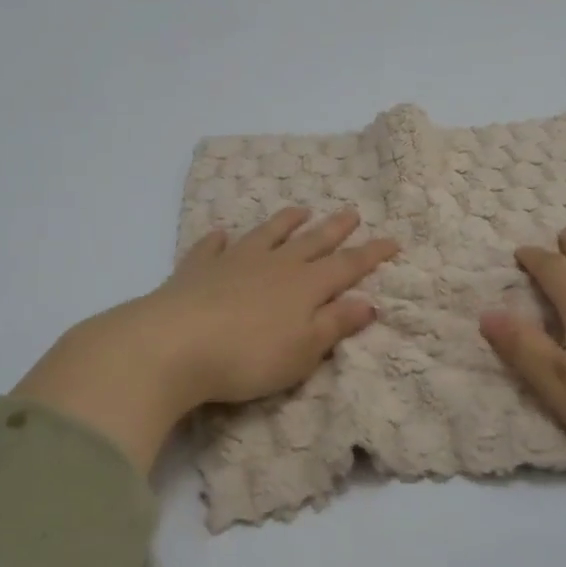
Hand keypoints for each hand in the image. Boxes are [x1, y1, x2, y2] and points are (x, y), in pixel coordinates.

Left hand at [13, 208, 397, 472]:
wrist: (173, 345)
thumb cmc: (248, 356)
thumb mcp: (303, 350)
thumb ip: (335, 324)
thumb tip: (368, 302)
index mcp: (305, 286)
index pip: (347, 266)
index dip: (371, 254)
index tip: (392, 241)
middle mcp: (274, 265)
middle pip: (311, 242)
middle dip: (335, 229)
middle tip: (351, 212)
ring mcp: (234, 262)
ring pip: (267, 235)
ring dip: (285, 222)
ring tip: (299, 210)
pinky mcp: (197, 269)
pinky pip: (212, 248)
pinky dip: (219, 240)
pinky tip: (220, 234)